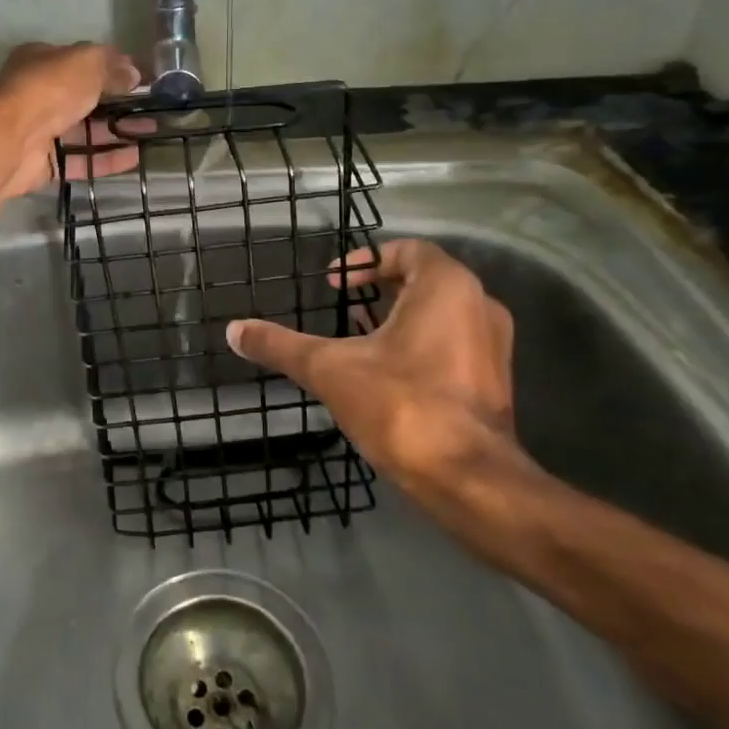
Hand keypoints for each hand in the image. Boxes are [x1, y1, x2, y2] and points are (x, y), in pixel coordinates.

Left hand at [0, 42, 141, 198]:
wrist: (9, 139)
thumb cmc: (47, 89)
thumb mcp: (86, 63)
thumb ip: (111, 66)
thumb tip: (134, 74)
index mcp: (43, 61)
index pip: (83, 61)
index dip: (113, 68)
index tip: (142, 80)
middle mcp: (40, 94)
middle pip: (85, 98)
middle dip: (119, 104)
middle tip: (153, 110)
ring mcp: (41, 131)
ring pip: (86, 131)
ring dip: (118, 131)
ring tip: (152, 134)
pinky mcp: (45, 163)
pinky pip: (81, 160)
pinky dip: (107, 159)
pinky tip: (135, 158)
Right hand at [226, 240, 534, 500]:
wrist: (468, 479)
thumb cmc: (400, 405)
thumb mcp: (328, 369)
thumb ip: (280, 345)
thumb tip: (234, 330)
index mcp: (447, 287)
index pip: (408, 249)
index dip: (365, 260)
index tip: (334, 284)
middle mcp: (480, 306)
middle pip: (425, 280)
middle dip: (380, 290)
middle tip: (344, 308)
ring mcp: (494, 347)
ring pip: (442, 314)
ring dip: (400, 318)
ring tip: (359, 339)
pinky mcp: (494, 382)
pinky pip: (454, 344)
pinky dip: (420, 345)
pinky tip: (387, 375)